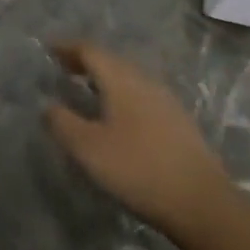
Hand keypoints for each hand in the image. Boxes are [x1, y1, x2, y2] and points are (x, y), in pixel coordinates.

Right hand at [45, 42, 229, 233]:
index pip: (90, 51)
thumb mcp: (89, 149)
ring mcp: (165, 100)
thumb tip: (48, 105)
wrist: (201, 201)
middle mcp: (145, 81)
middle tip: (64, 68)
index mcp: (121, 80)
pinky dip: (122, 95)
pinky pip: (141, 95)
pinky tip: (118, 116)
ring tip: (87, 90)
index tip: (49, 48)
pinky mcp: (178, 121)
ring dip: (105, 78)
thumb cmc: (138, 169)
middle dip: (86, 61)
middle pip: (111, 61)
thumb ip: (63, 123)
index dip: (68, 47)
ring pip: (129, 78)